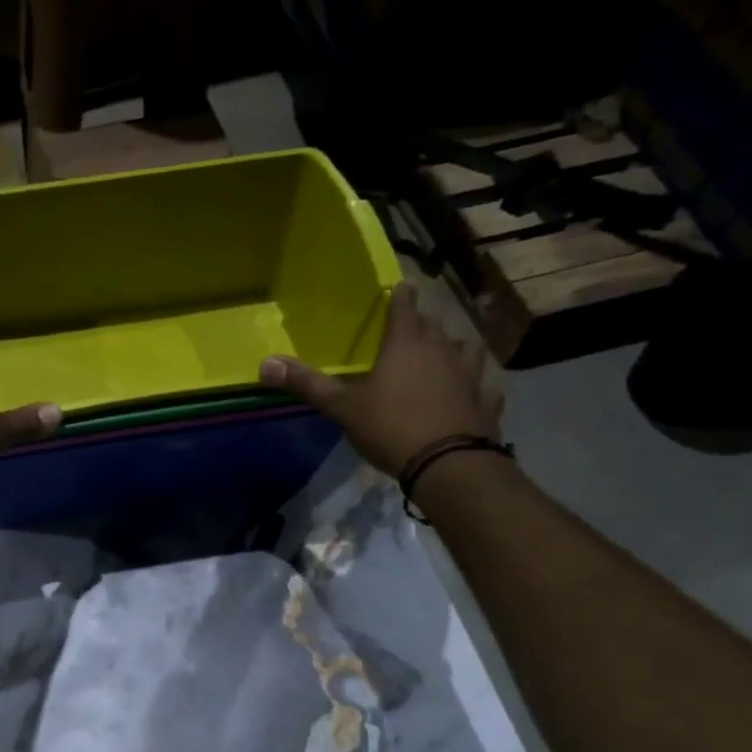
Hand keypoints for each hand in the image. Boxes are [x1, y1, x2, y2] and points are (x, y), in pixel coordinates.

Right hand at [259, 282, 502, 476]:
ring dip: (454, 349)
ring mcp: (471, 375)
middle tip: (410, 331)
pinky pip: (484, 386)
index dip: (401, 295)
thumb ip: (306, 384)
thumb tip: (264, 363)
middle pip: (434, 325)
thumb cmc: (390, 427)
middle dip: (422, 324)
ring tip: (444, 357)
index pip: (405, 305)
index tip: (400, 288)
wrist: (447, 464)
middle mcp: (443, 350)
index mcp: (406, 344)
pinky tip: (471, 394)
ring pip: (466, 349)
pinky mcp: (487, 401)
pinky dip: (477, 387)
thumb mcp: (341, 407)